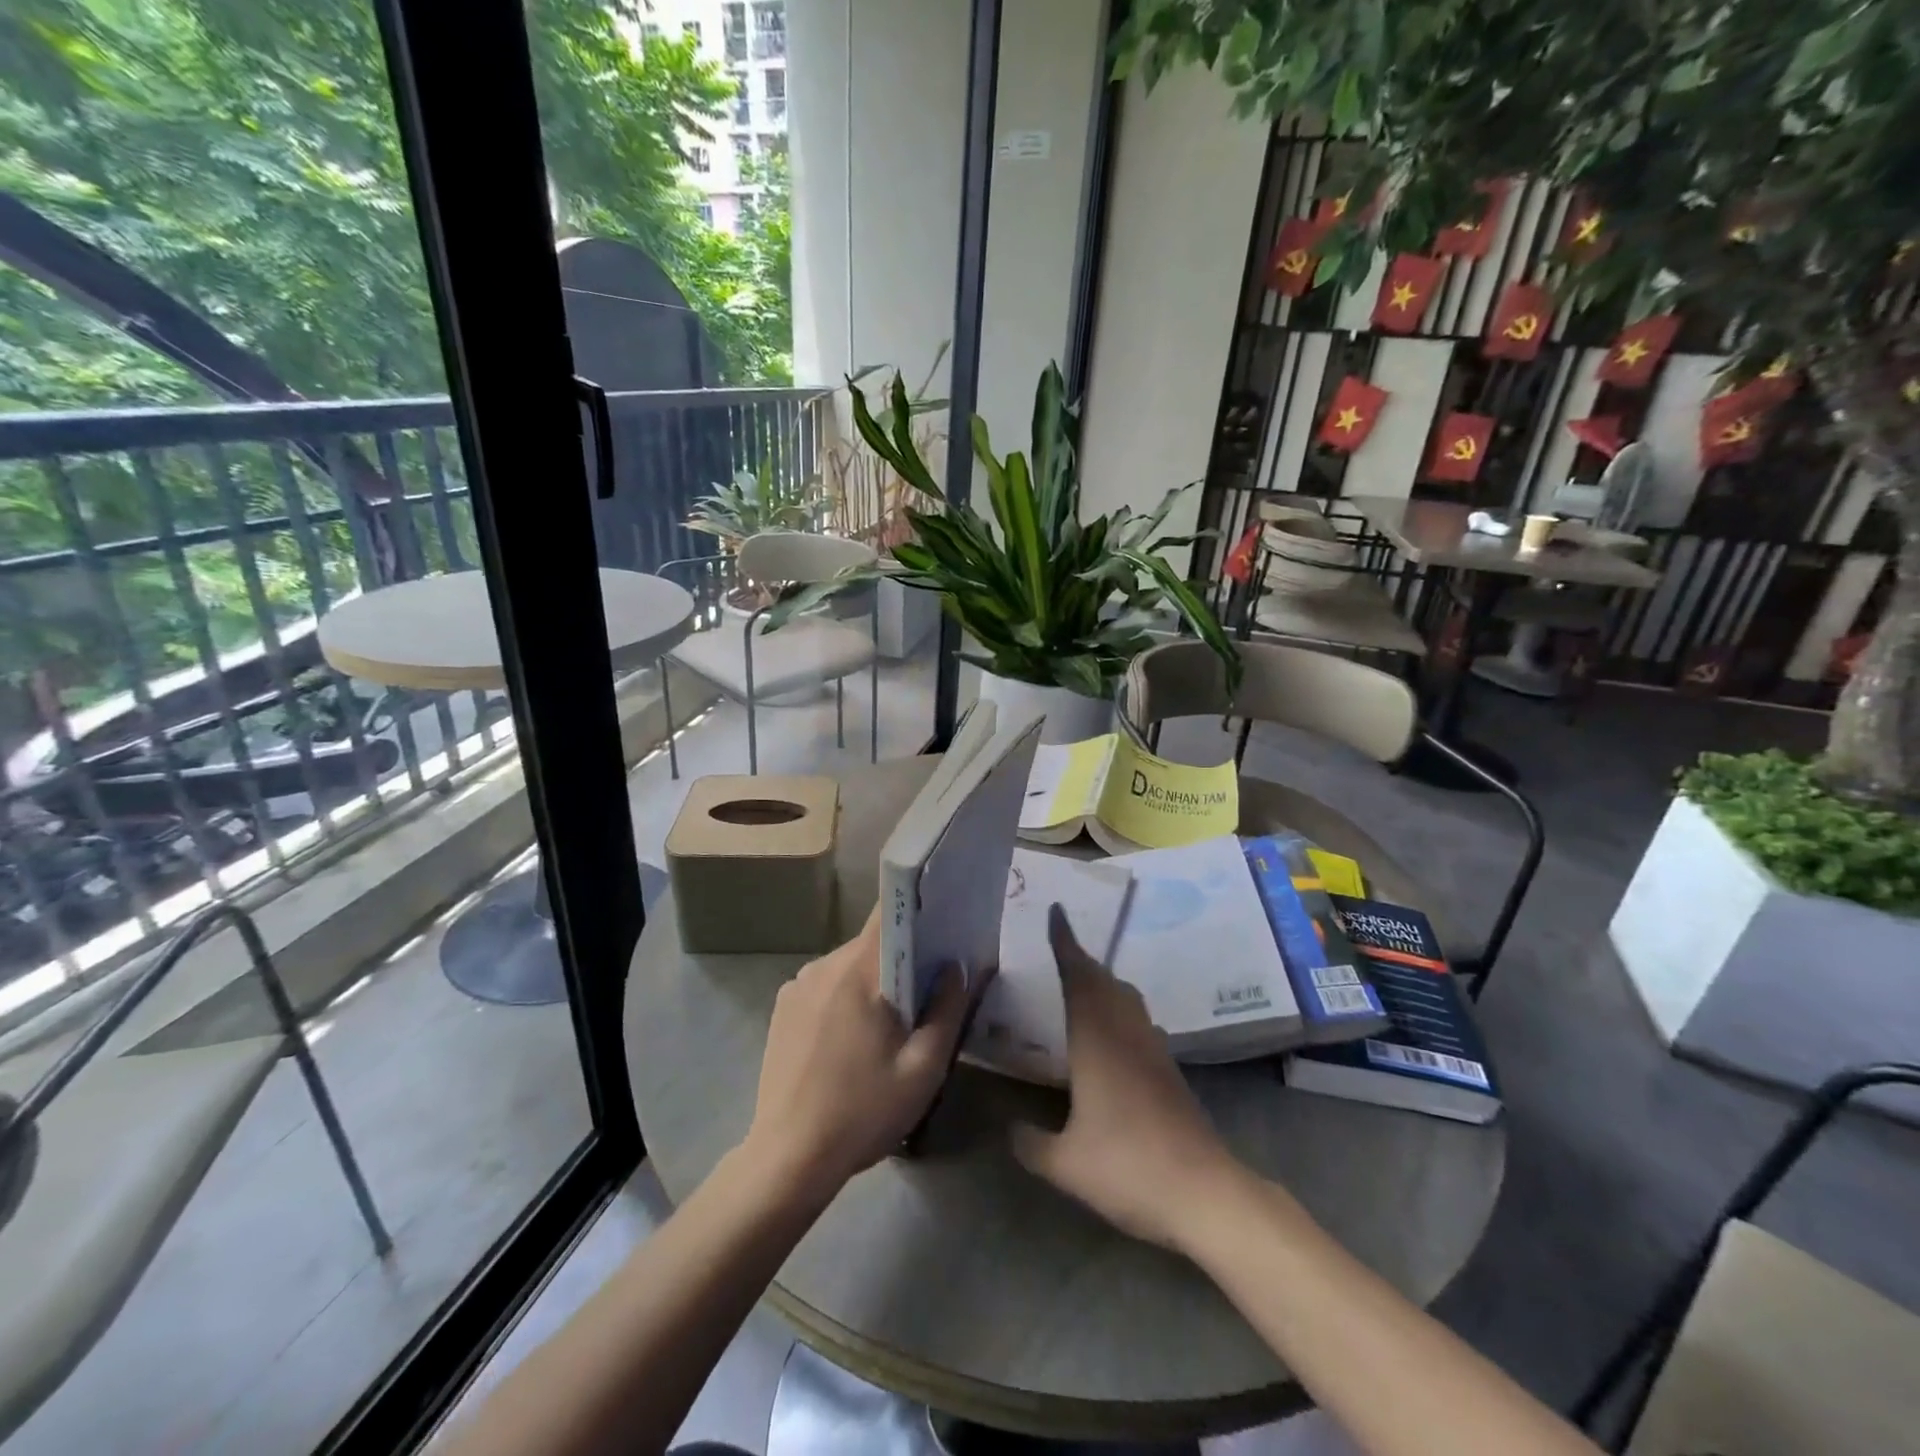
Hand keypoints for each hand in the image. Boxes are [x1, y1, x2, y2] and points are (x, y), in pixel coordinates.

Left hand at [743, 906, 977, 1204]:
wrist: (788, 1159)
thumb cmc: (863, 1112)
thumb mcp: (923, 1068)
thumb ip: (947, 1011)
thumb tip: (957, 967)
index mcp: (858, 971)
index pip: (889, 914)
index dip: (918, 910)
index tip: (942, 923)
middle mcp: (823, 965)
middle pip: (872, 944)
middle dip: (900, 961)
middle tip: (924, 996)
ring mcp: (797, 985)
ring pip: (848, 966)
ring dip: (870, 984)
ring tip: (885, 1028)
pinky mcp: (782, 1007)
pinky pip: (825, 986)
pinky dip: (843, 999)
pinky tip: (849, 1042)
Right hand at [1011, 905, 1245, 1251]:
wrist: (1204, 1192)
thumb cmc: (1128, 1167)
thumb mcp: (1065, 1163)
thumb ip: (1030, 1142)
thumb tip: (1009, 1128)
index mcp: (1096, 1040)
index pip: (1077, 977)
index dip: (1065, 943)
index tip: (1057, 911)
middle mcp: (1126, 1033)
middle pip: (1103, 981)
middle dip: (1080, 959)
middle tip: (1059, 947)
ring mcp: (1152, 1050)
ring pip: (1125, 998)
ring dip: (1102, 981)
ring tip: (1081, 984)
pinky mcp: (1169, 1070)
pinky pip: (1137, 1020)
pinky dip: (1118, 1008)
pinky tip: (1111, 1033)